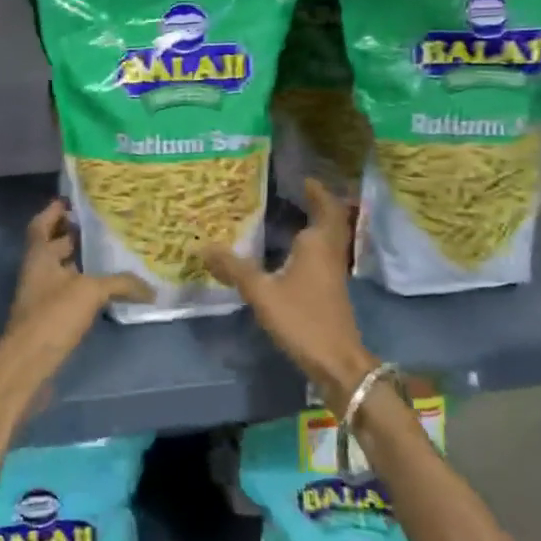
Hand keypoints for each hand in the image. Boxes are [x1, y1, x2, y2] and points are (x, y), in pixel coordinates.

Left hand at [0, 200, 148, 432]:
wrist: (27, 365)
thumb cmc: (52, 317)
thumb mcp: (90, 292)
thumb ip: (120, 283)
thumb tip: (151, 289)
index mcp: (38, 255)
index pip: (41, 224)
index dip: (54, 211)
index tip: (73, 200)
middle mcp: (37, 271)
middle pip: (53, 245)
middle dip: (74, 233)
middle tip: (103, 224)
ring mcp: (41, 295)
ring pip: (62, 269)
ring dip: (81, 260)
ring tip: (111, 252)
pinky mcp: (49, 317)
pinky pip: (68, 291)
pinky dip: (84, 285)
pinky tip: (106, 288)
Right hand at [202, 178, 378, 412]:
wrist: (337, 362)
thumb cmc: (302, 319)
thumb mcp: (262, 292)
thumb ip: (234, 268)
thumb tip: (204, 247)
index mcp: (318, 244)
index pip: (324, 206)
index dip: (316, 191)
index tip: (302, 178)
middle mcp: (330, 252)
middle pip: (331, 220)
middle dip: (318, 204)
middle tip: (296, 192)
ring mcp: (334, 272)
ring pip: (329, 238)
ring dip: (316, 224)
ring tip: (289, 215)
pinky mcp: (331, 290)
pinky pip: (323, 255)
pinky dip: (311, 245)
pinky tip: (290, 252)